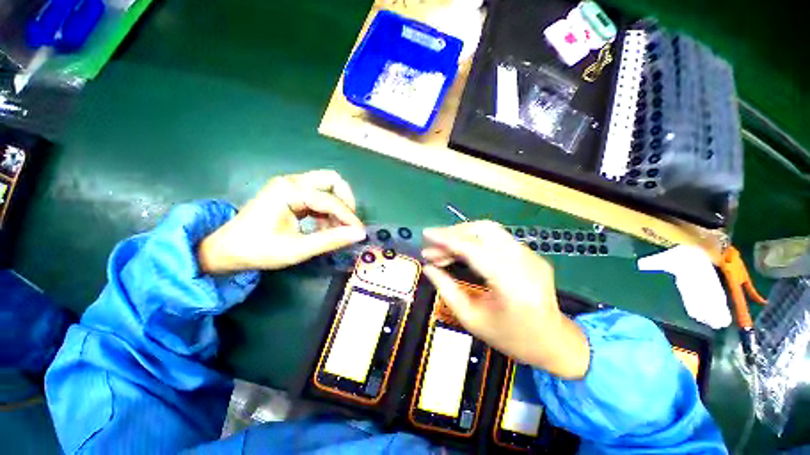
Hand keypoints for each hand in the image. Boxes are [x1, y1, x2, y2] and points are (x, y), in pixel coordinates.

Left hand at [198, 170, 366, 273]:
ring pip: (327, 187)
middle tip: (348, 223)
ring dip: (336, 207)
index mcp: (289, 191)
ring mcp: (291, 185)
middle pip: (332, 181)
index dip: (348, 217)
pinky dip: (327, 210)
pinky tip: (324, 227)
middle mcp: (292, 181)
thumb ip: (331, 240)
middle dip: (345, 202)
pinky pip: (318, 195)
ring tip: (334, 230)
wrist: (226, 250)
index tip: (359, 233)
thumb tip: (359, 234)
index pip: (331, 200)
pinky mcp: (291, 193)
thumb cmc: (258, 250)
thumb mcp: (297, 249)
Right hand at [421, 221, 589, 378]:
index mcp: (511, 285)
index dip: (447, 239)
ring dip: (462, 235)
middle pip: (484, 230)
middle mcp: (524, 262)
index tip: (426, 233)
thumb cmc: (511, 338)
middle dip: (454, 233)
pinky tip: (462, 252)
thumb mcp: (472, 319)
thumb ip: (447, 290)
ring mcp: (531, 255)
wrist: (555, 342)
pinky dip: (474, 240)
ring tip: (443, 250)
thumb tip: (428, 268)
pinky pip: (497, 238)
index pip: (474, 249)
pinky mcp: (530, 253)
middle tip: (433, 246)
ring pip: (490, 230)